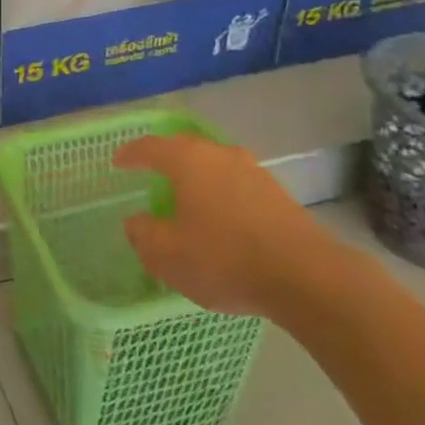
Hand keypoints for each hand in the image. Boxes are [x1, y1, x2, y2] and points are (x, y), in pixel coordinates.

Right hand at [115, 135, 343, 317]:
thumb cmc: (224, 258)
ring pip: (214, 164)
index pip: (151, 147)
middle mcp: (220, 156)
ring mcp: (253, 172)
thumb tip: (136, 221)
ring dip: (197, 175)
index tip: (117, 162)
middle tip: (150, 170)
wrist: (307, 277)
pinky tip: (219, 215)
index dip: (131, 154)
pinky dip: (220, 192)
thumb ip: (143, 235)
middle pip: (185, 147)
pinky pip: (236, 183)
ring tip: (185, 194)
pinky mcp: (277, 195)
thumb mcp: (167, 255)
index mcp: (188, 161)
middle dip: (165, 157)